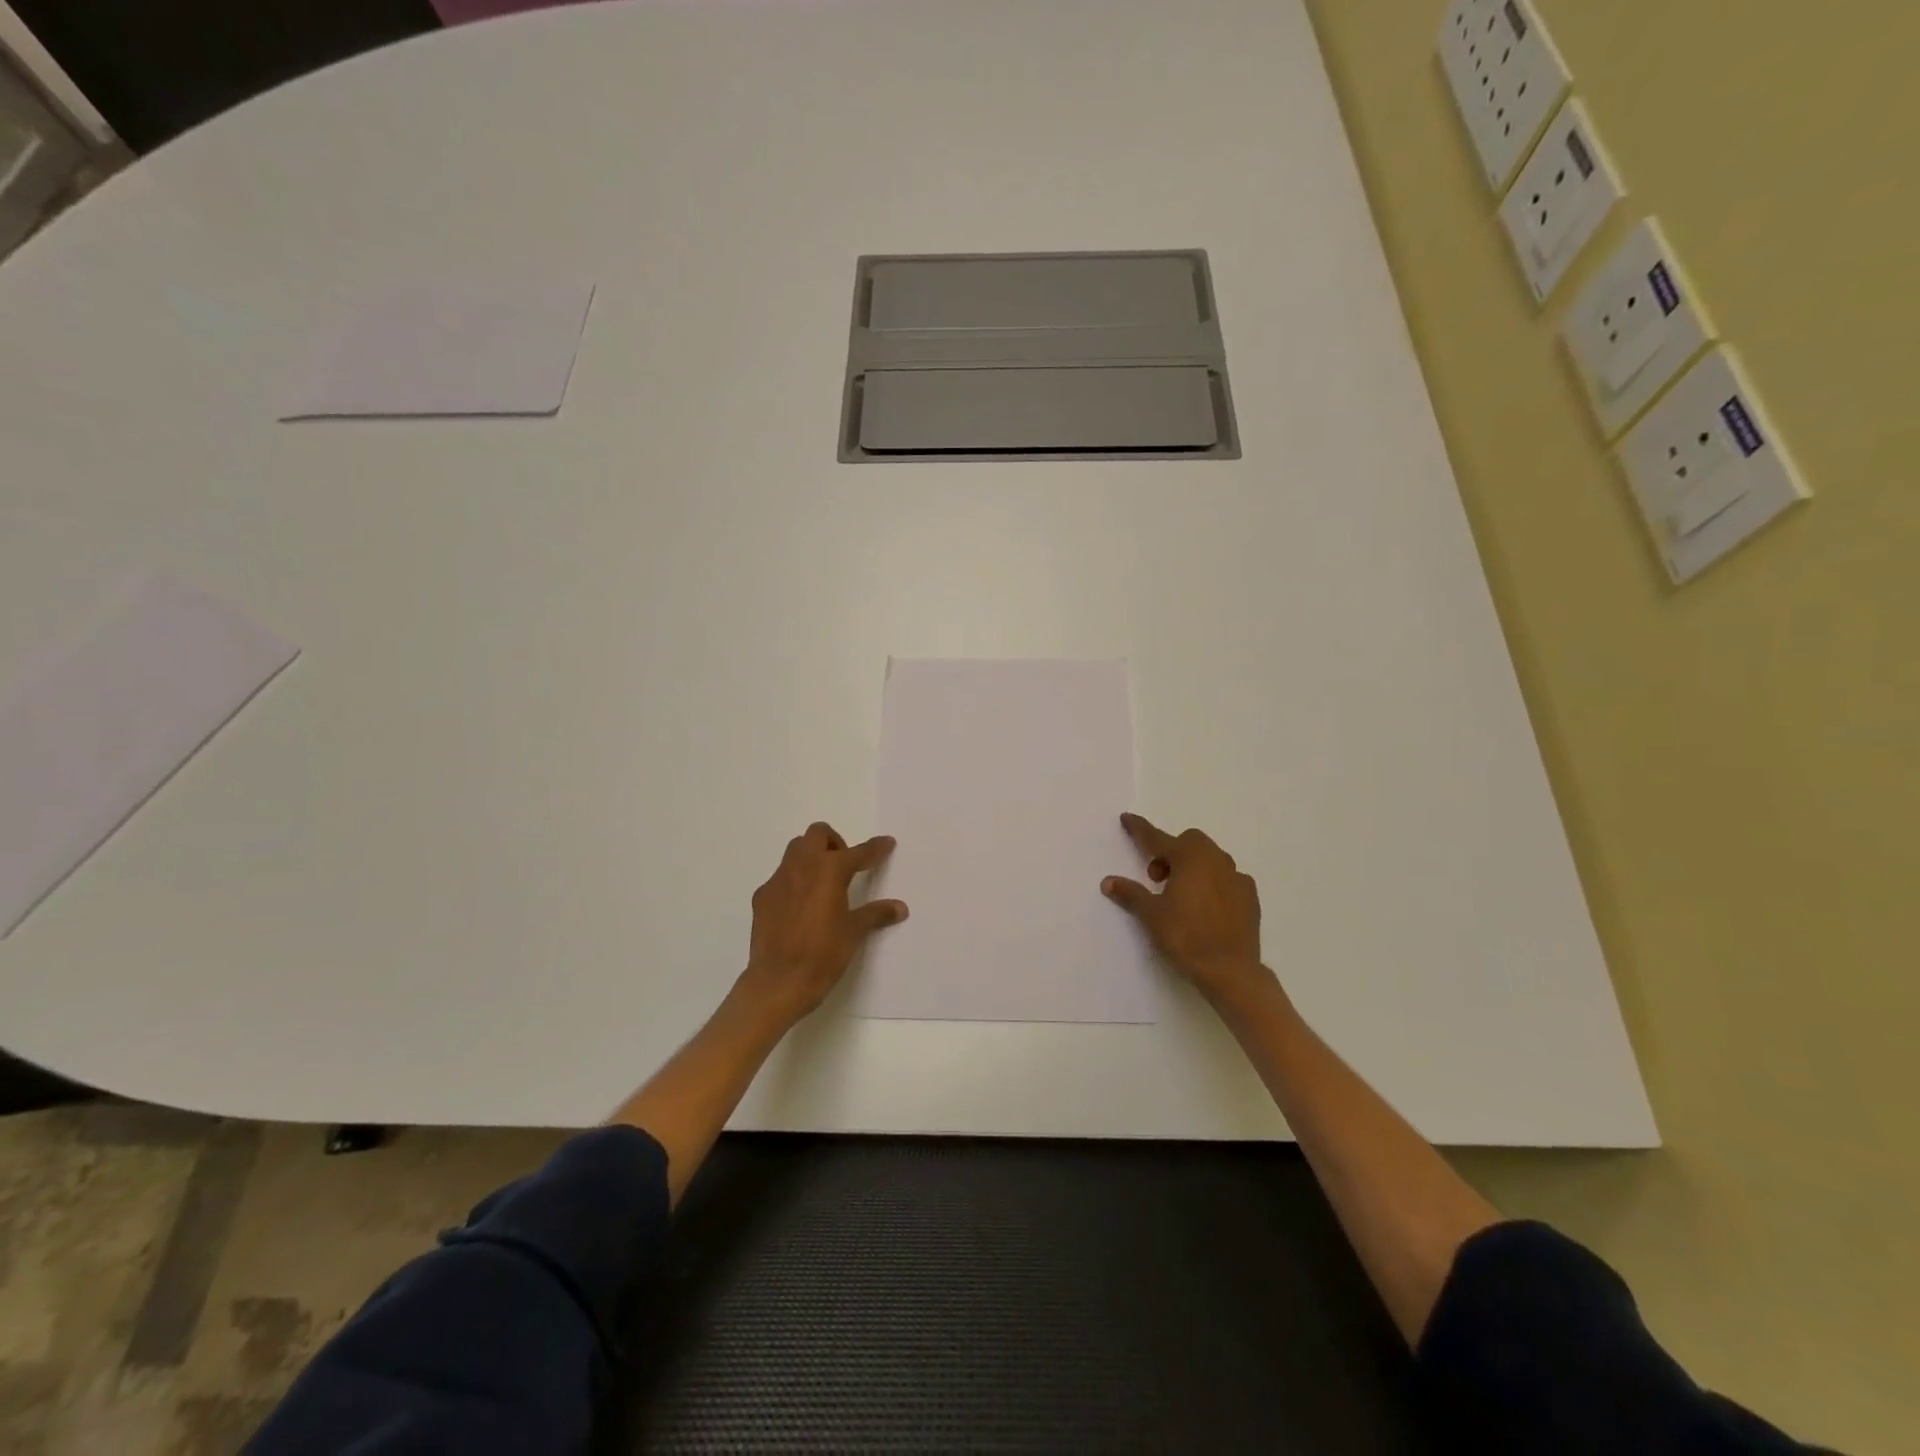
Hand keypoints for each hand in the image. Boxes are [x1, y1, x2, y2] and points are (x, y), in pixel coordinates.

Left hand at [740, 822, 906, 1025]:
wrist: (778, 982)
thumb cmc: (822, 954)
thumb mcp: (854, 933)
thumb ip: (876, 914)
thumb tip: (900, 908)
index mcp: (829, 870)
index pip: (858, 852)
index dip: (875, 848)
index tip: (886, 844)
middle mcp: (802, 866)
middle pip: (818, 834)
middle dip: (834, 842)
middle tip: (845, 866)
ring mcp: (778, 880)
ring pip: (795, 850)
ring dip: (812, 857)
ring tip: (822, 884)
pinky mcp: (762, 897)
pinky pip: (781, 877)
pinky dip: (794, 881)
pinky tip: (800, 907)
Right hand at [1103, 813, 1270, 1007]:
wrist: (1231, 971)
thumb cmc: (1186, 937)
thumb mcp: (1151, 915)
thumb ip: (1130, 894)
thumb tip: (1108, 882)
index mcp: (1189, 858)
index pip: (1157, 838)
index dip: (1140, 829)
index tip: (1127, 819)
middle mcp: (1215, 860)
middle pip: (1190, 842)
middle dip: (1170, 852)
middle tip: (1157, 878)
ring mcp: (1237, 878)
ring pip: (1211, 858)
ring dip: (1192, 866)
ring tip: (1180, 893)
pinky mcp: (1250, 897)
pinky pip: (1227, 878)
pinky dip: (1212, 882)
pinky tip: (1205, 906)